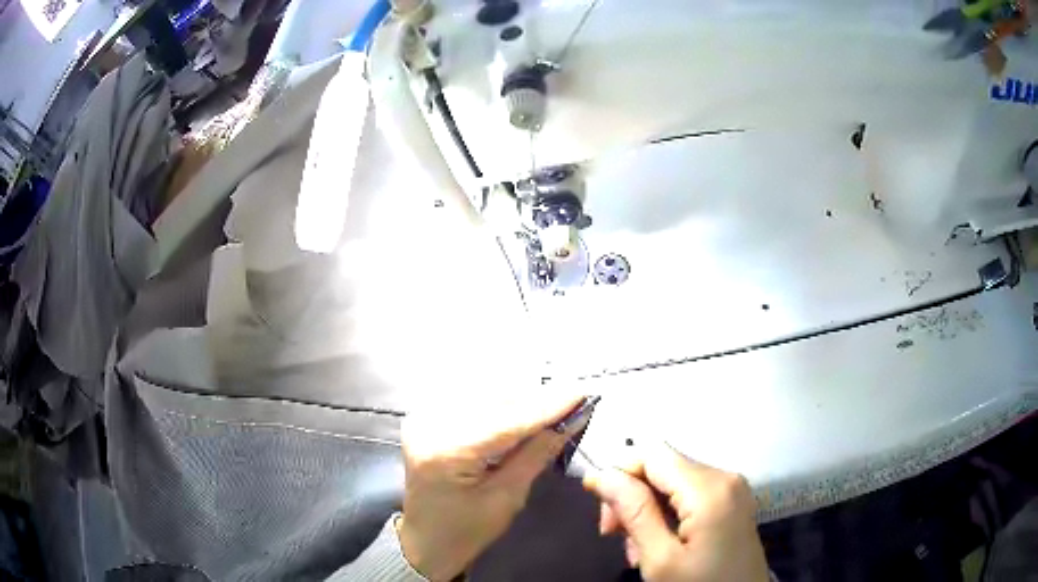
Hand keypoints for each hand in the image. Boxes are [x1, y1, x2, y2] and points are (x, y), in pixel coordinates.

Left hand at [397, 396, 588, 580]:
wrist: (425, 541)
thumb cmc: (466, 531)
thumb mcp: (507, 498)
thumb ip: (536, 454)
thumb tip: (570, 421)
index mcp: (447, 451)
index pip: (506, 421)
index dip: (547, 407)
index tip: (581, 393)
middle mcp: (430, 424)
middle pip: (494, 402)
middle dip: (536, 400)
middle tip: (574, 399)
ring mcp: (424, 418)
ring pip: (483, 396)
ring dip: (520, 400)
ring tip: (554, 404)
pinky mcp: (425, 418)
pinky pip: (470, 402)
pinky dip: (499, 405)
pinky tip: (522, 409)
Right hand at [584, 444, 768, 581]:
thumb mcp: (660, 559)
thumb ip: (634, 513)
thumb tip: (603, 474)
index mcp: (709, 488)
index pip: (653, 453)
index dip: (618, 470)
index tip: (595, 502)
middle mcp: (724, 476)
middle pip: (662, 466)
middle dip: (632, 495)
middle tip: (613, 535)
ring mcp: (732, 488)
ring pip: (672, 481)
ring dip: (646, 508)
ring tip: (638, 548)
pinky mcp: (732, 502)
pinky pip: (689, 494)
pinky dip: (667, 513)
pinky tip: (660, 542)